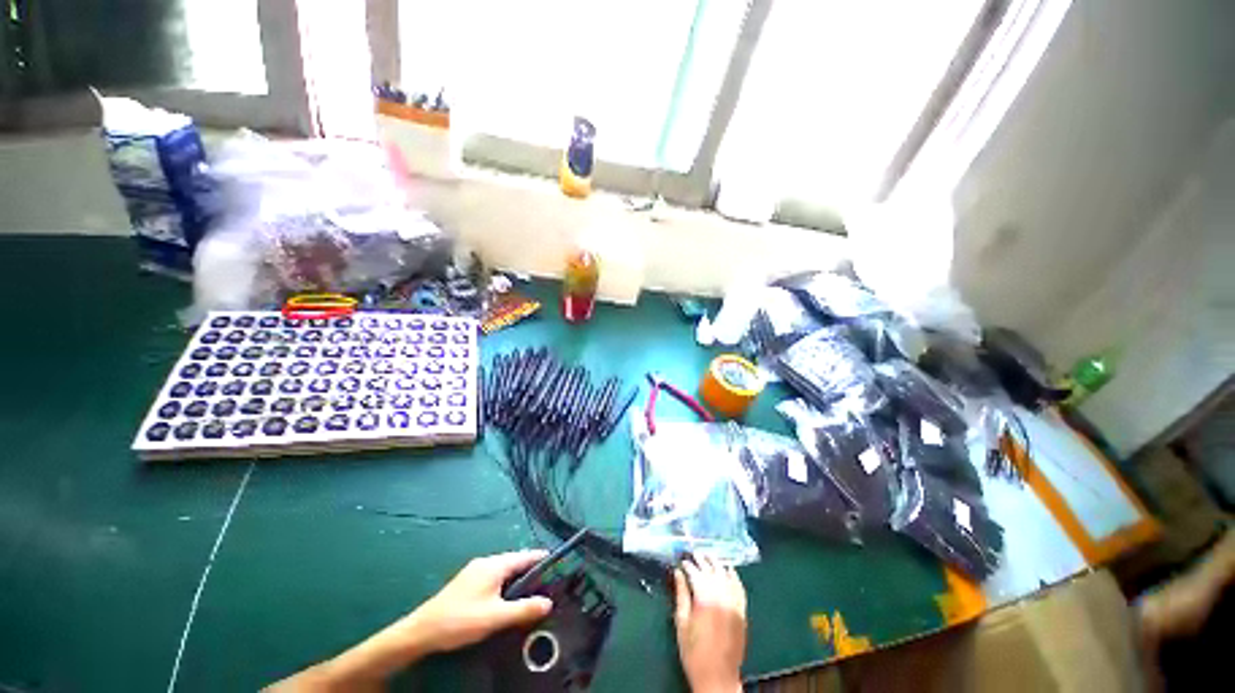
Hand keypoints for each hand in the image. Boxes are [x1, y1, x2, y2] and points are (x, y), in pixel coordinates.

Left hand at [400, 550, 554, 653]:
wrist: (421, 631)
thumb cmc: (460, 620)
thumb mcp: (495, 618)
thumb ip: (523, 609)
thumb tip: (549, 603)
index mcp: (495, 564)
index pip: (526, 556)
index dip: (542, 559)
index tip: (559, 564)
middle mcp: (486, 562)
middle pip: (515, 561)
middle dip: (531, 570)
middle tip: (548, 584)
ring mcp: (475, 571)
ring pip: (504, 570)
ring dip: (518, 578)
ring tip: (532, 592)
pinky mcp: (468, 582)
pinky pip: (495, 576)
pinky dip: (506, 583)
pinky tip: (507, 598)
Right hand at [673, 555, 746, 692]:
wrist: (717, 677)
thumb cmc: (693, 652)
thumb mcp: (681, 623)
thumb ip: (681, 594)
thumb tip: (678, 573)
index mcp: (704, 599)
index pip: (695, 572)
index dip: (687, 564)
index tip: (681, 560)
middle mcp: (721, 597)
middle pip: (711, 570)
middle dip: (702, 559)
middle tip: (693, 553)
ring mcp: (734, 603)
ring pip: (726, 575)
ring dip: (717, 563)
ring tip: (709, 556)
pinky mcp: (742, 611)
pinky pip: (740, 588)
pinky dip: (734, 576)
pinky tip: (729, 569)